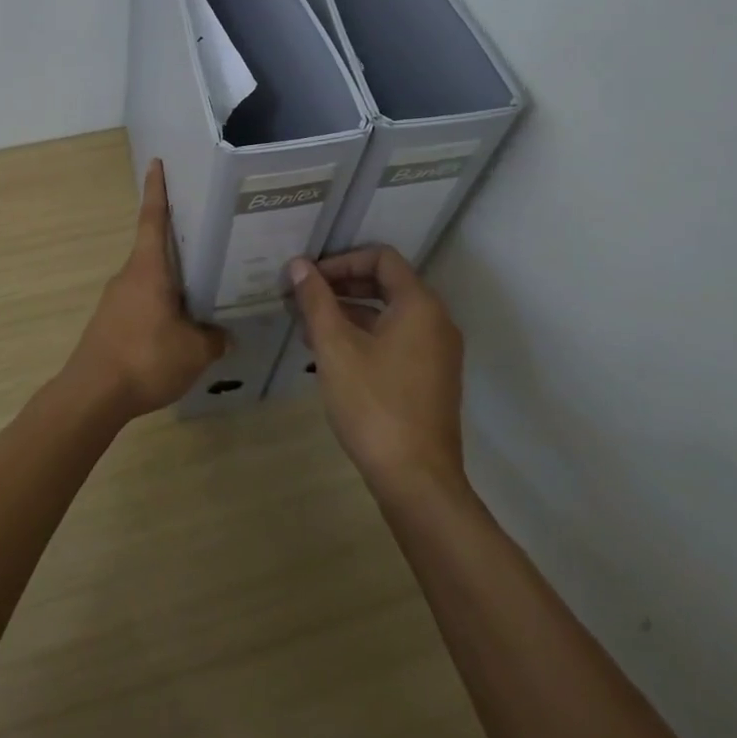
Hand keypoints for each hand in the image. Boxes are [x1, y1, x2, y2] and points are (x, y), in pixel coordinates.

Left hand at [62, 160, 225, 422]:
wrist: (92, 395)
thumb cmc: (145, 358)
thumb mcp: (194, 351)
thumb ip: (213, 338)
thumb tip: (224, 335)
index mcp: (148, 269)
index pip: (153, 218)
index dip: (157, 190)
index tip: (157, 164)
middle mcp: (129, 276)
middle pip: (155, 249)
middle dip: (179, 243)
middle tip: (209, 239)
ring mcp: (116, 300)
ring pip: (150, 280)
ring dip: (172, 282)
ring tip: (204, 292)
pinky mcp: (110, 323)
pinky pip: (142, 303)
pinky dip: (161, 306)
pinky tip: (179, 328)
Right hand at [289, 248, 465, 498]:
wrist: (416, 479)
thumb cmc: (373, 404)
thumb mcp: (335, 347)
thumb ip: (316, 300)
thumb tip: (299, 265)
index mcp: (419, 305)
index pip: (382, 258)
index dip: (341, 260)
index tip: (309, 278)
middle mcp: (436, 321)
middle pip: (386, 283)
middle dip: (341, 285)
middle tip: (303, 298)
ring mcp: (437, 352)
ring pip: (389, 314)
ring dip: (349, 312)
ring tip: (308, 327)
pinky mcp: (431, 378)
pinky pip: (396, 339)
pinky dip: (365, 336)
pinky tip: (331, 355)